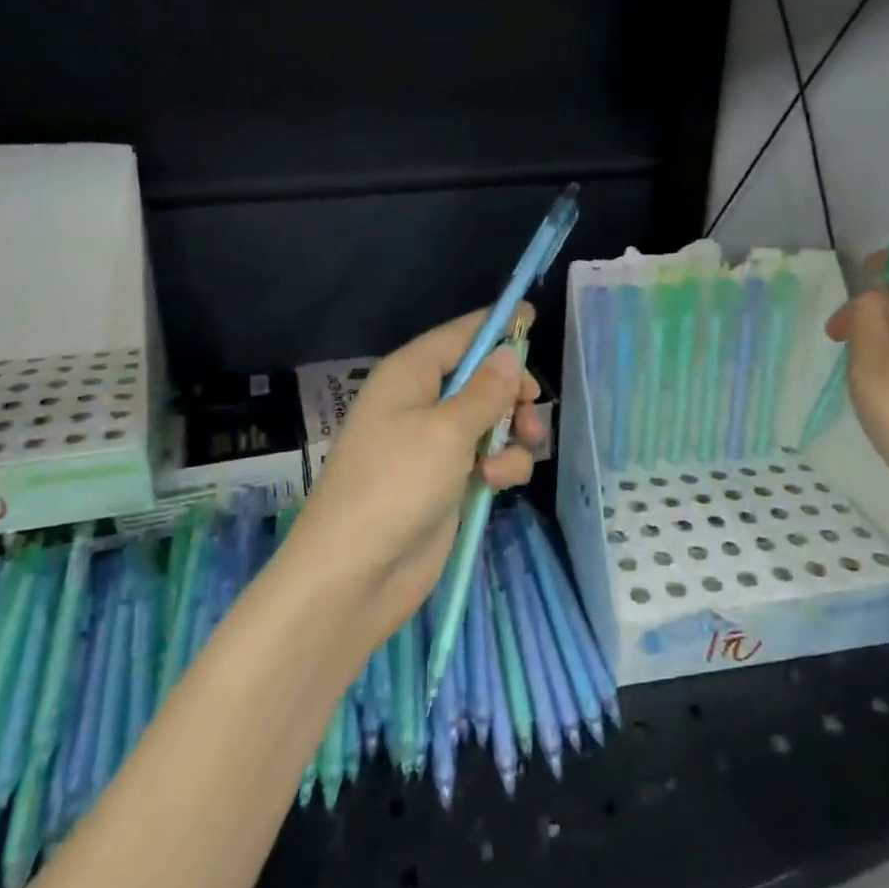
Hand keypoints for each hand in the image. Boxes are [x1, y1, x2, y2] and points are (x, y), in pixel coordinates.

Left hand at [289, 307, 543, 649]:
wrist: (356, 573)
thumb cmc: (396, 484)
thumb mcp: (447, 430)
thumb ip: (486, 391)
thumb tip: (509, 354)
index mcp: (410, 374)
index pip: (459, 335)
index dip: (495, 325)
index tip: (532, 315)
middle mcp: (421, 402)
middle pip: (481, 377)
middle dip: (512, 392)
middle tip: (531, 407)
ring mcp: (434, 444)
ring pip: (491, 421)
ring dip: (511, 434)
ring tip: (509, 456)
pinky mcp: (447, 481)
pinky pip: (487, 458)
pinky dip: (500, 466)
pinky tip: (494, 484)